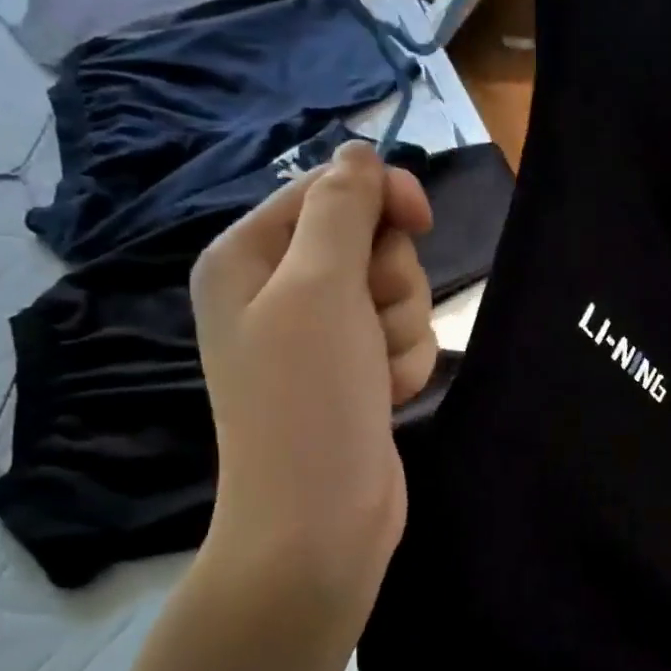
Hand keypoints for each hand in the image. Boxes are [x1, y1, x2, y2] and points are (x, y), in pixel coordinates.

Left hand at [187, 141, 436, 627]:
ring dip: (399, 332)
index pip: (330, 191)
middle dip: (388, 284)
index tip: (421, 218)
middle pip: (372, 243)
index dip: (380, 199)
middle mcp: (281, 291)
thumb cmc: (308, 398)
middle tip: (365, 327)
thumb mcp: (318, 286)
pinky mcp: (356, 373)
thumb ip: (341, 208)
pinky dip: (403, 367)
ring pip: (398, 294)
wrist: (319, 519)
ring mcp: (321, 337)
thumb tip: (358, 151)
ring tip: (372, 376)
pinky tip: (384, 399)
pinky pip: (403, 340)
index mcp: (249, 256)